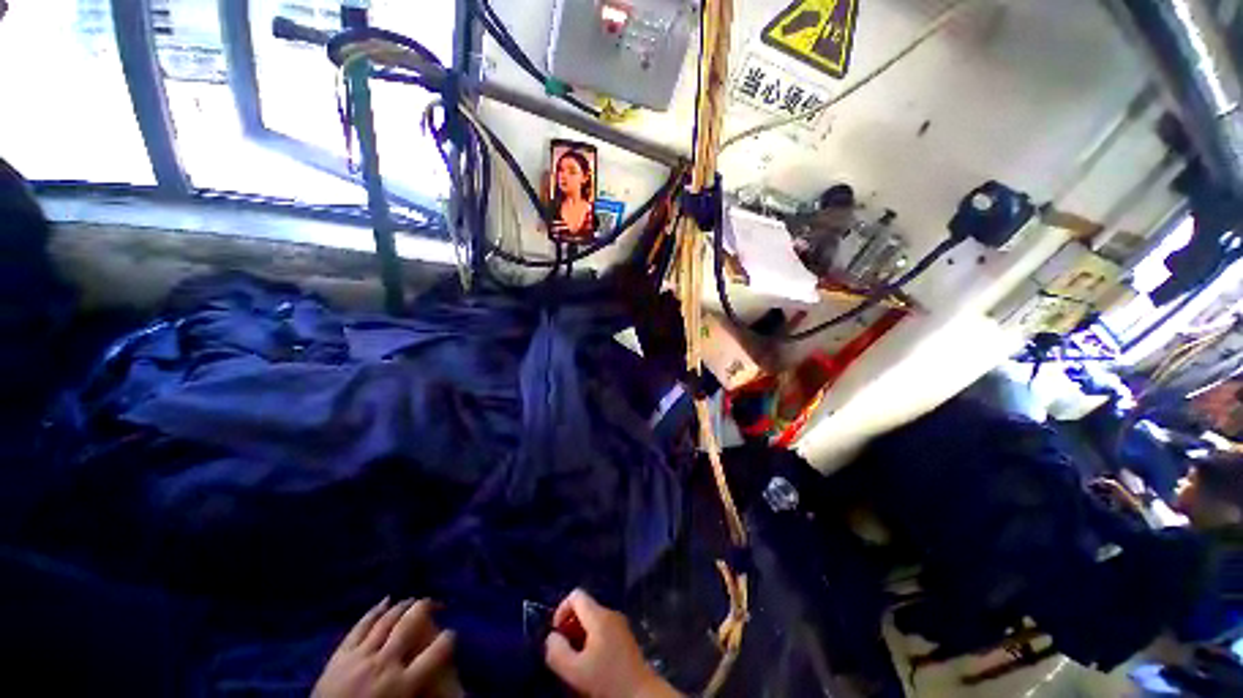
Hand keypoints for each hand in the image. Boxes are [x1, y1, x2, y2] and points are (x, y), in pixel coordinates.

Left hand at [313, 598, 460, 697]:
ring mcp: (359, 656)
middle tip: (435, 603)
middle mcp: (385, 663)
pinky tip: (385, 600)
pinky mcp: (339, 655)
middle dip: (425, 607)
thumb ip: (421, 690)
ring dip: (402, 606)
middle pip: (410, 624)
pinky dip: (374, 611)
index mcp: (403, 683)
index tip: (452, 634)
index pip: (438, 650)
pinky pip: (359, 627)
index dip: (449, 638)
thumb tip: (443, 680)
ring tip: (413, 599)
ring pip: (386, 620)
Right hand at [544, 589, 679, 697]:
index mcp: (599, 615)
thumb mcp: (575, 671)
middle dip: (570, 626)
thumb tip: (551, 637)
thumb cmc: (607, 681)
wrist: (641, 694)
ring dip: (580, 635)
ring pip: (593, 619)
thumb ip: (557, 651)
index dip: (561, 610)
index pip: (576, 595)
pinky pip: (602, 628)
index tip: (556, 634)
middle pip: (584, 607)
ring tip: (576, 659)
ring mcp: (620, 623)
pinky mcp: (625, 635)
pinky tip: (591, 662)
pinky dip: (591, 639)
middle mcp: (611, 613)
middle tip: (564, 650)